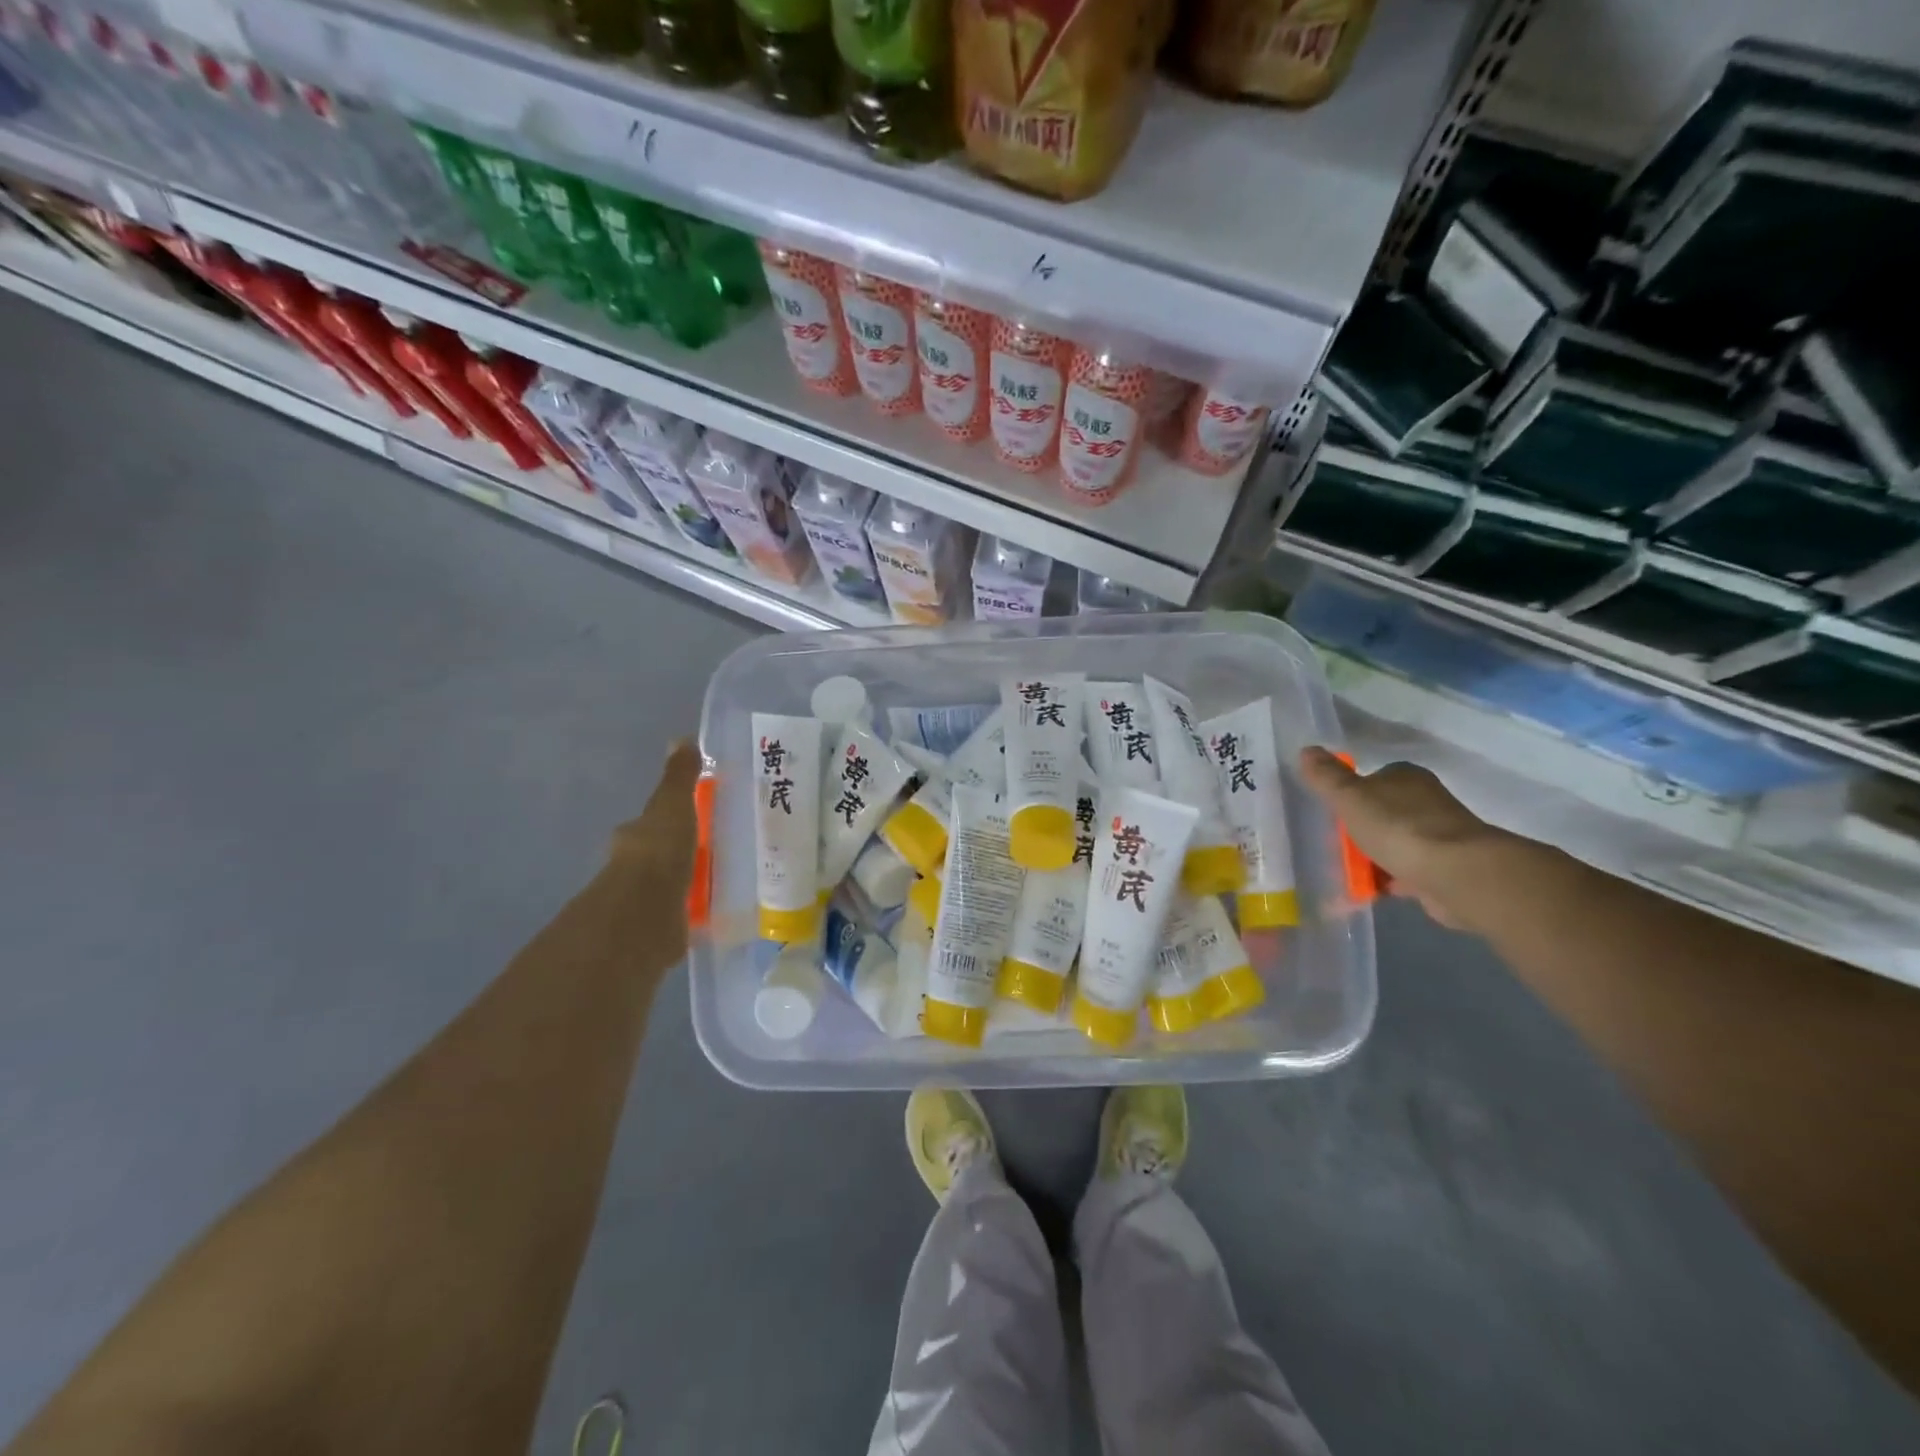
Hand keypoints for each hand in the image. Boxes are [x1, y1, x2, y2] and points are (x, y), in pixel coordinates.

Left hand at [602, 739, 703, 960]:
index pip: (650, 825)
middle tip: (711, 852)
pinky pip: (680, 917)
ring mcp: (644, 903)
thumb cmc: (659, 851)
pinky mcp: (659, 932)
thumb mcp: (673, 805)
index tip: (692, 822)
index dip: (669, 821)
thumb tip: (682, 738)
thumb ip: (679, 777)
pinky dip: (693, 914)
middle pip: (658, 857)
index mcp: (635, 837)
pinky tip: (715, 913)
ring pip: (667, 887)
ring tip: (720, 882)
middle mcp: (632, 870)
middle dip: (678, 855)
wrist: (645, 913)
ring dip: (685, 885)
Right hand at [1297, 747, 1507, 930]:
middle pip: (1384, 811)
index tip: (1333, 814)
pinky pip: (1408, 870)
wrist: (1455, 874)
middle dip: (1362, 829)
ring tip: (1348, 872)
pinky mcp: (1446, 867)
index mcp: (1406, 777)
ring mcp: (1439, 835)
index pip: (1374, 778)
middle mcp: (1427, 801)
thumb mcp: (1350, 797)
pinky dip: (1390, 880)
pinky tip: (1371, 891)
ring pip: (1396, 842)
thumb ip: (1327, 777)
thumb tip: (1306, 749)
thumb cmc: (1398, 827)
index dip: (1351, 794)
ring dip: (1375, 856)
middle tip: (1335, 845)